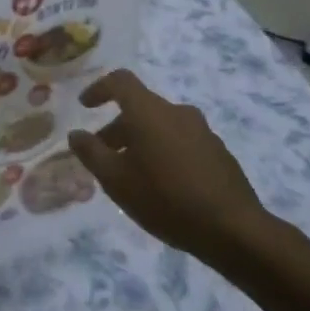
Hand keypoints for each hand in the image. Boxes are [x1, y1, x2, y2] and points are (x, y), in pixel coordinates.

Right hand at [68, 70, 272, 272]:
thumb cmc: (165, 198)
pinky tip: (164, 185)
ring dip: (142, 141)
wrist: (233, 229)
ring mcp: (202, 131)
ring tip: (133, 174)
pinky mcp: (219, 152)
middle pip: (140, 107)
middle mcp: (176, 112)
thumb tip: (76, 134)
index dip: (99, 88)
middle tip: (104, 155)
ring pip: (162, 126)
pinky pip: (182, 142)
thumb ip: (91, 153)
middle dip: (118, 127)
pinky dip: (165, 152)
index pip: (120, 81)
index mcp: (149, 111)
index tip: (85, 106)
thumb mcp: (116, 180)